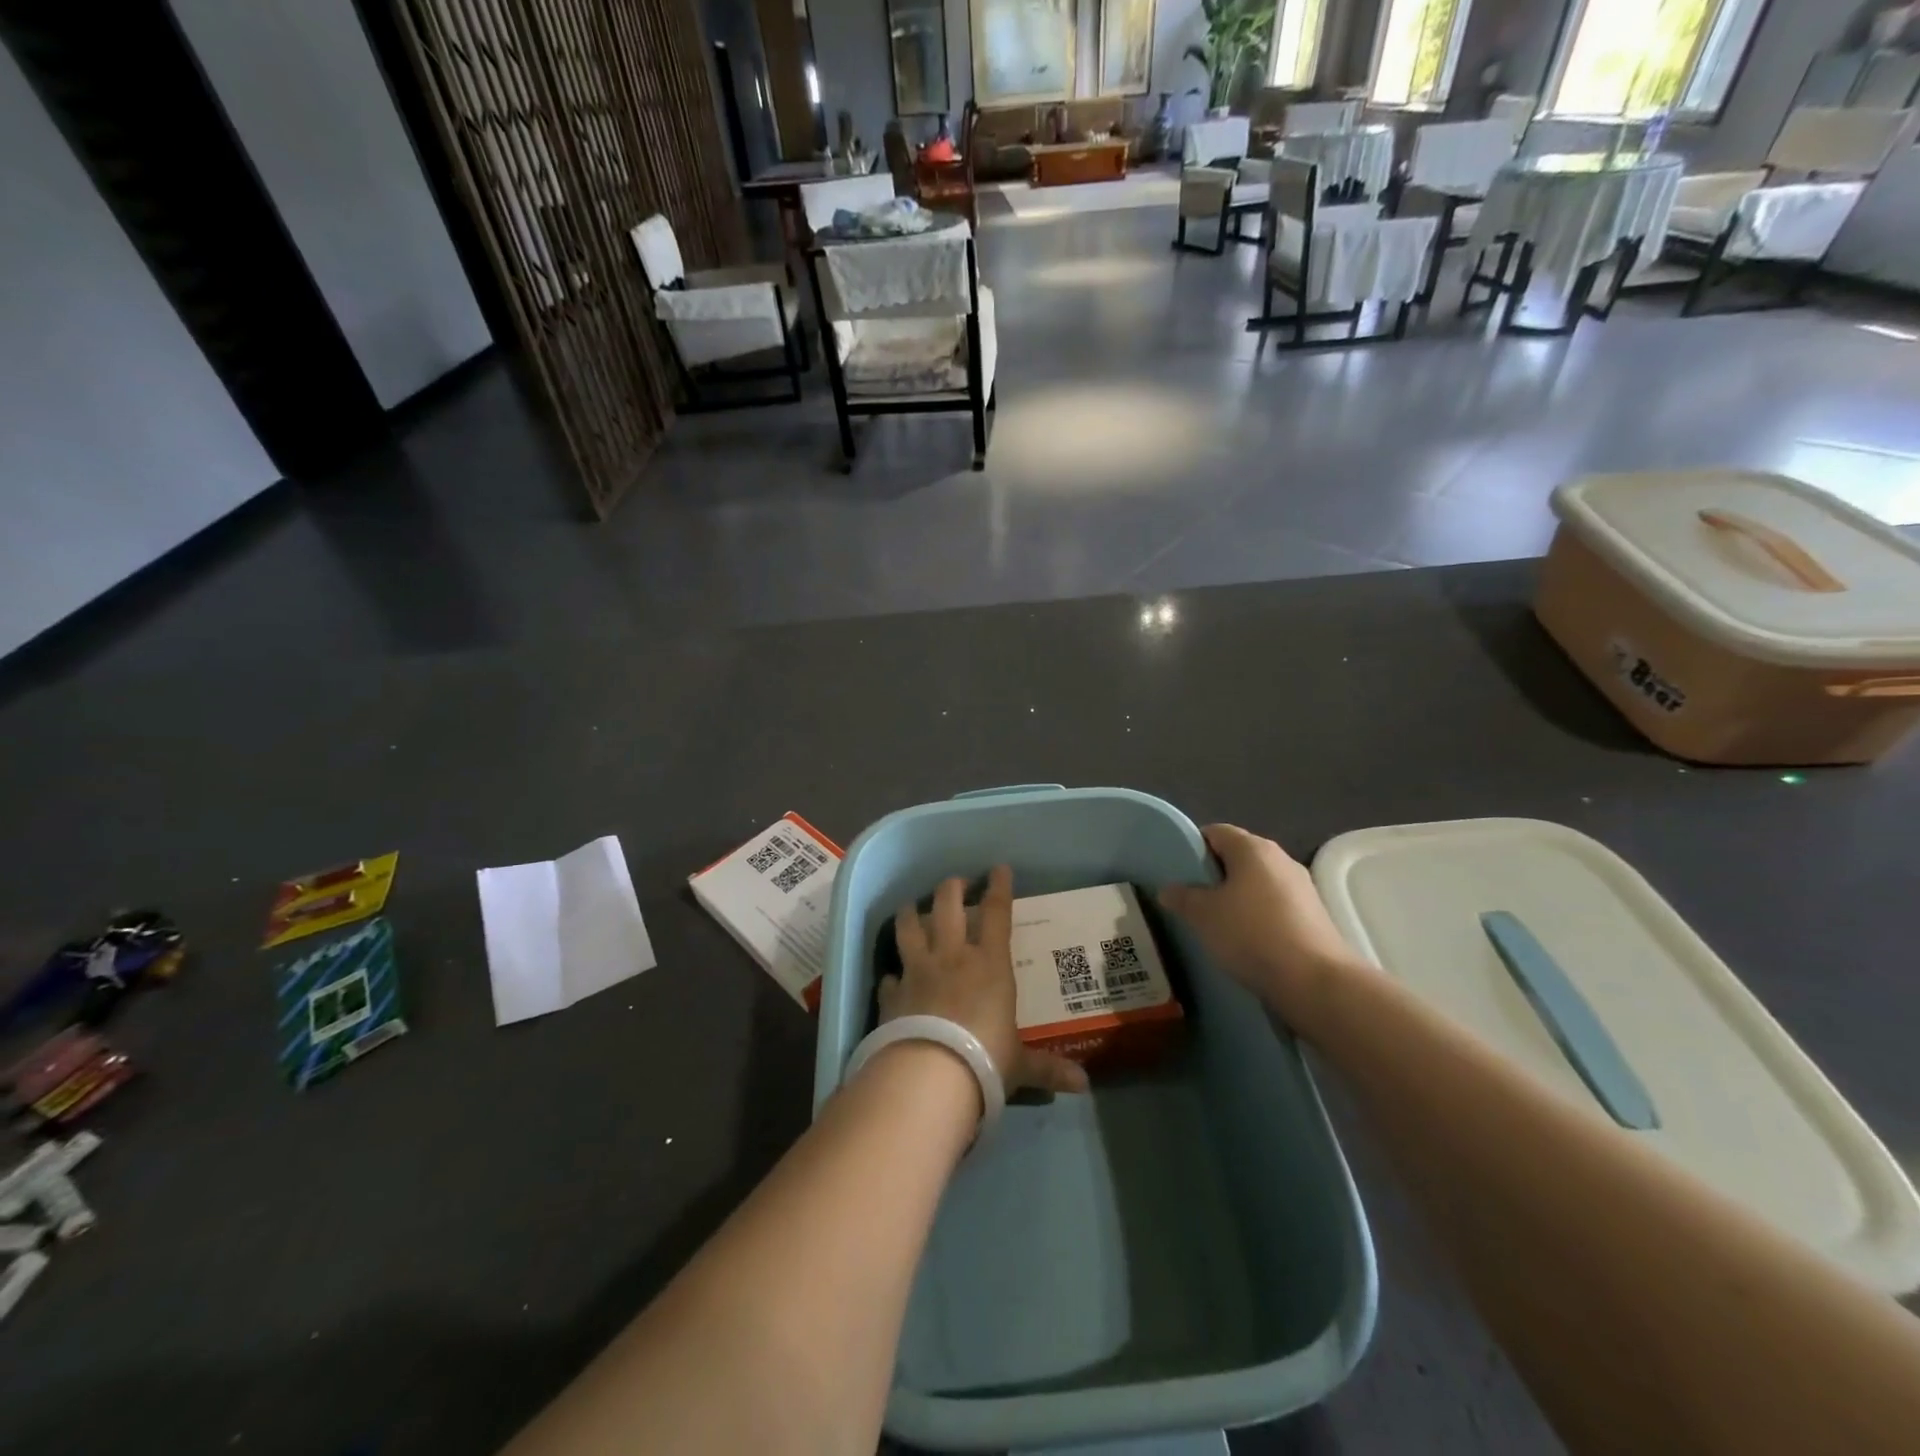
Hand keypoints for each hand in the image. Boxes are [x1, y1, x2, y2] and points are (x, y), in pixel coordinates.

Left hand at [882, 866, 1089, 1097]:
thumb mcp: (1019, 1064)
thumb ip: (1048, 1068)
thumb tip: (1083, 1085)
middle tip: (957, 883)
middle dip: (952, 888)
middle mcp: (952, 956)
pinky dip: (892, 973)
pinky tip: (893, 975)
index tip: (999, 868)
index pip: (997, 913)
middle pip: (947, 905)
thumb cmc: (984, 1061)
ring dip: (910, 913)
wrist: (929, 1076)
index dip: (999, 887)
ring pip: (909, 927)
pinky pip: (890, 975)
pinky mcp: (892, 994)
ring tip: (911, 908)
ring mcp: (917, 971)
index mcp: (989, 964)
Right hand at [1157, 824, 1360, 1024]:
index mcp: (1253, 848)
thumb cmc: (1251, 934)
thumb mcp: (1203, 915)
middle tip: (1191, 900)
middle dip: (1213, 875)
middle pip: (1238, 856)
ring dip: (1236, 897)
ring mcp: (1301, 887)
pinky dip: (1257, 916)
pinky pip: (1274, 906)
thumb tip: (1168, 889)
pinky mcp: (1313, 916)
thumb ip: (1182, 897)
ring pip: (1256, 883)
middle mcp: (1280, 859)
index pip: (1215, 832)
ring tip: (1215, 923)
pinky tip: (1245, 940)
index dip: (1192, 848)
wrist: (1314, 982)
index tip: (1177, 873)